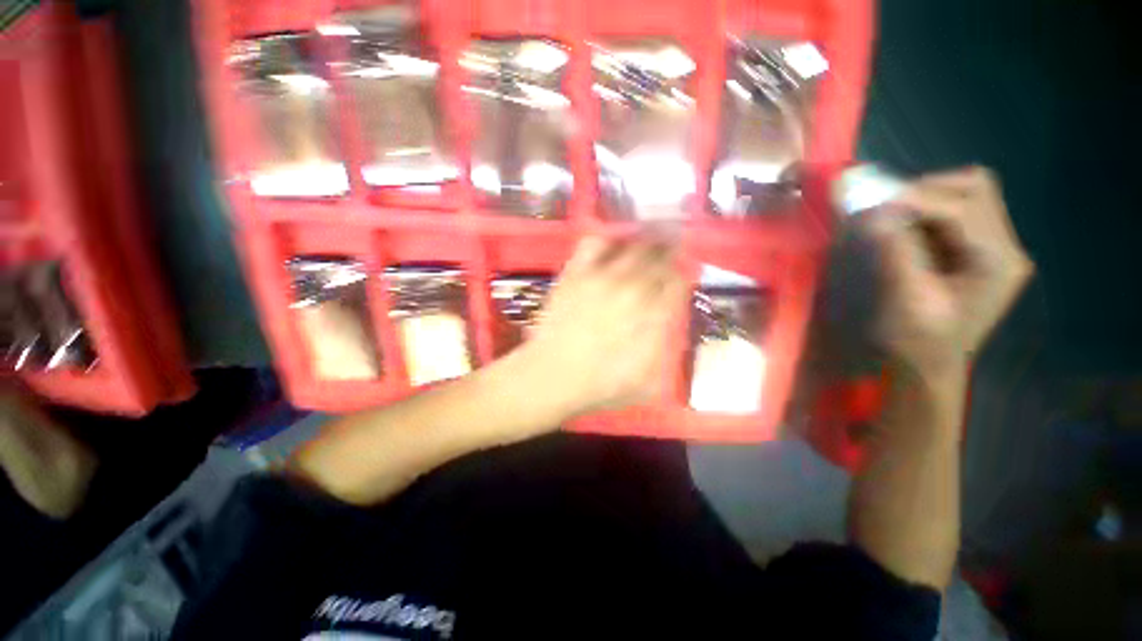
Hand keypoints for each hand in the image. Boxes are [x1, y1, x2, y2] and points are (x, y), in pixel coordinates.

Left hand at [509, 236, 687, 420]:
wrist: (551, 376)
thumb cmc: (599, 385)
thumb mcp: (645, 381)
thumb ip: (662, 346)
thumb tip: (668, 319)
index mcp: (651, 315)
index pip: (675, 283)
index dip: (681, 274)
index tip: (680, 272)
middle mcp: (631, 291)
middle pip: (658, 259)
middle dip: (669, 251)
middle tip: (671, 246)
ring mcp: (602, 279)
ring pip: (633, 246)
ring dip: (646, 240)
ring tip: (650, 238)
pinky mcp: (576, 274)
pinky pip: (594, 244)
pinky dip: (607, 239)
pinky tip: (611, 243)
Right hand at [869, 166, 1033, 374]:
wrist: (926, 369)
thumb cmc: (916, 343)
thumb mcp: (905, 300)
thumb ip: (896, 252)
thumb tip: (877, 212)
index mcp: (996, 263)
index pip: (960, 208)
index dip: (914, 201)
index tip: (869, 207)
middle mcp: (1006, 248)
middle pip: (974, 189)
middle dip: (924, 192)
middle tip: (883, 211)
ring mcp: (996, 250)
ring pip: (967, 196)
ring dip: (925, 200)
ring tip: (892, 221)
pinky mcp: (979, 254)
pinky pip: (955, 215)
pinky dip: (925, 214)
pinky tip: (904, 233)